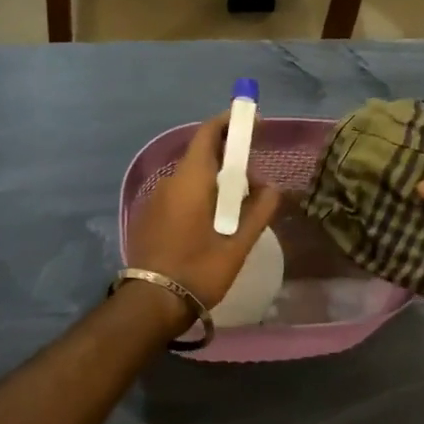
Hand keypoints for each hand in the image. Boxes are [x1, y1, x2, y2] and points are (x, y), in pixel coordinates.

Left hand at [127, 111, 281, 311]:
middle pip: (201, 154)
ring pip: (190, 176)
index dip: (230, 122)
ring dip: (215, 179)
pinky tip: (214, 218)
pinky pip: (179, 192)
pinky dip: (200, 193)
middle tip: (255, 177)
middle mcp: (170, 181)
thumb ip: (259, 211)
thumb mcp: (238, 245)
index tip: (252, 121)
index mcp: (191, 180)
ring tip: (239, 203)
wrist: (151, 303)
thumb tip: (273, 188)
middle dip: (230, 156)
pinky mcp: (150, 216)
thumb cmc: (199, 270)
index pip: (208, 133)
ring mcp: (156, 199)